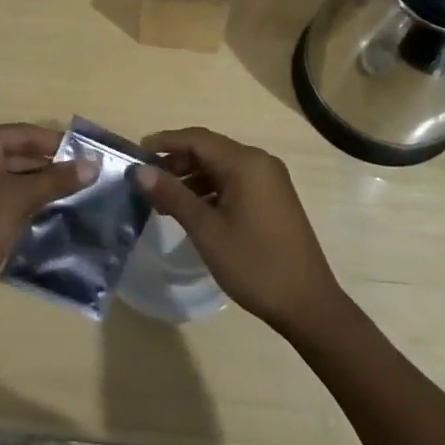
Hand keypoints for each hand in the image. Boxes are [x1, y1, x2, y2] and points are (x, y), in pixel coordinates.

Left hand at [0, 123, 95, 302]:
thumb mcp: (19, 199)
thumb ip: (56, 180)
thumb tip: (93, 165)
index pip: (23, 134)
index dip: (57, 144)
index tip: (89, 153)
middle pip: (16, 152)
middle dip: (50, 166)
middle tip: (87, 175)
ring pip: (10, 174)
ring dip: (39, 184)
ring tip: (76, 192)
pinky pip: (0, 192)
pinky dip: (22, 198)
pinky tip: (49, 208)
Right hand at [137, 127, 346, 335]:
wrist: (308, 305)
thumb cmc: (254, 264)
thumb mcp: (207, 230)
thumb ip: (173, 195)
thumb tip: (142, 171)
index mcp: (246, 163)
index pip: (197, 139)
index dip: (165, 142)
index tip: (137, 153)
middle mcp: (260, 163)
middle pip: (210, 150)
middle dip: (177, 162)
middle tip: (148, 182)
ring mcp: (270, 181)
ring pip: (222, 167)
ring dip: (192, 178)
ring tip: (165, 201)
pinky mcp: (273, 199)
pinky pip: (235, 182)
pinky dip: (211, 190)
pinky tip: (193, 211)